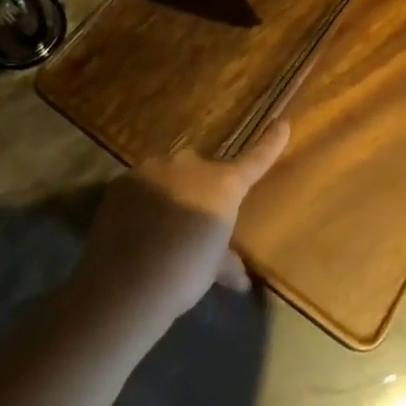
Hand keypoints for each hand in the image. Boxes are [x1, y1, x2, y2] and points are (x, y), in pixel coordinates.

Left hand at [68, 121, 291, 332]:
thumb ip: (227, 263)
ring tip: (156, 232)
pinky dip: (140, 203)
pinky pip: (139, 188)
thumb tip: (242, 279)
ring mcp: (154, 169)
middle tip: (191, 222)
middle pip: (201, 170)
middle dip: (198, 189)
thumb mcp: (213, 269)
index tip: (283, 123)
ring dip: (168, 194)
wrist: (126, 282)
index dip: (270, 142)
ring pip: (167, 176)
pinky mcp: (122, 181)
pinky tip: (133, 231)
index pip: (255, 160)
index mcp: (223, 185)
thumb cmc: (185, 274)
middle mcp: (191, 166)